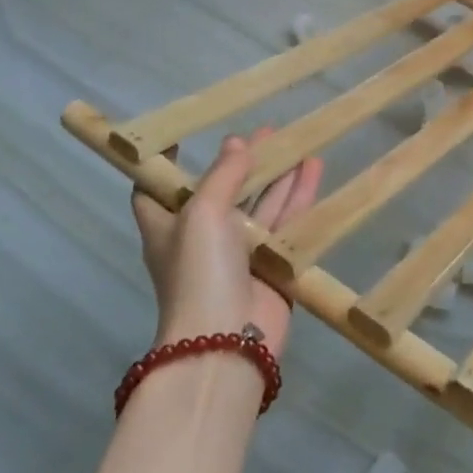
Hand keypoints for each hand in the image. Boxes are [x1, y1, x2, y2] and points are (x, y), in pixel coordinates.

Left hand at [131, 128, 323, 355]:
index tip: (185, 136)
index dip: (166, 162)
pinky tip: (316, 169)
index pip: (157, 189)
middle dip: (242, 162)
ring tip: (299, 141)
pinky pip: (287, 223)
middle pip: (222, 190)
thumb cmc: (200, 272)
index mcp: (168, 226)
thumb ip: (222, 175)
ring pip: (261, 203)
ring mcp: (238, 253)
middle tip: (267, 130)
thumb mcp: (202, 213)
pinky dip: (300, 197)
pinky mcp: (271, 265)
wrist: (227, 342)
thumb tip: (237, 143)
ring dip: (278, 175)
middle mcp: (201, 237)